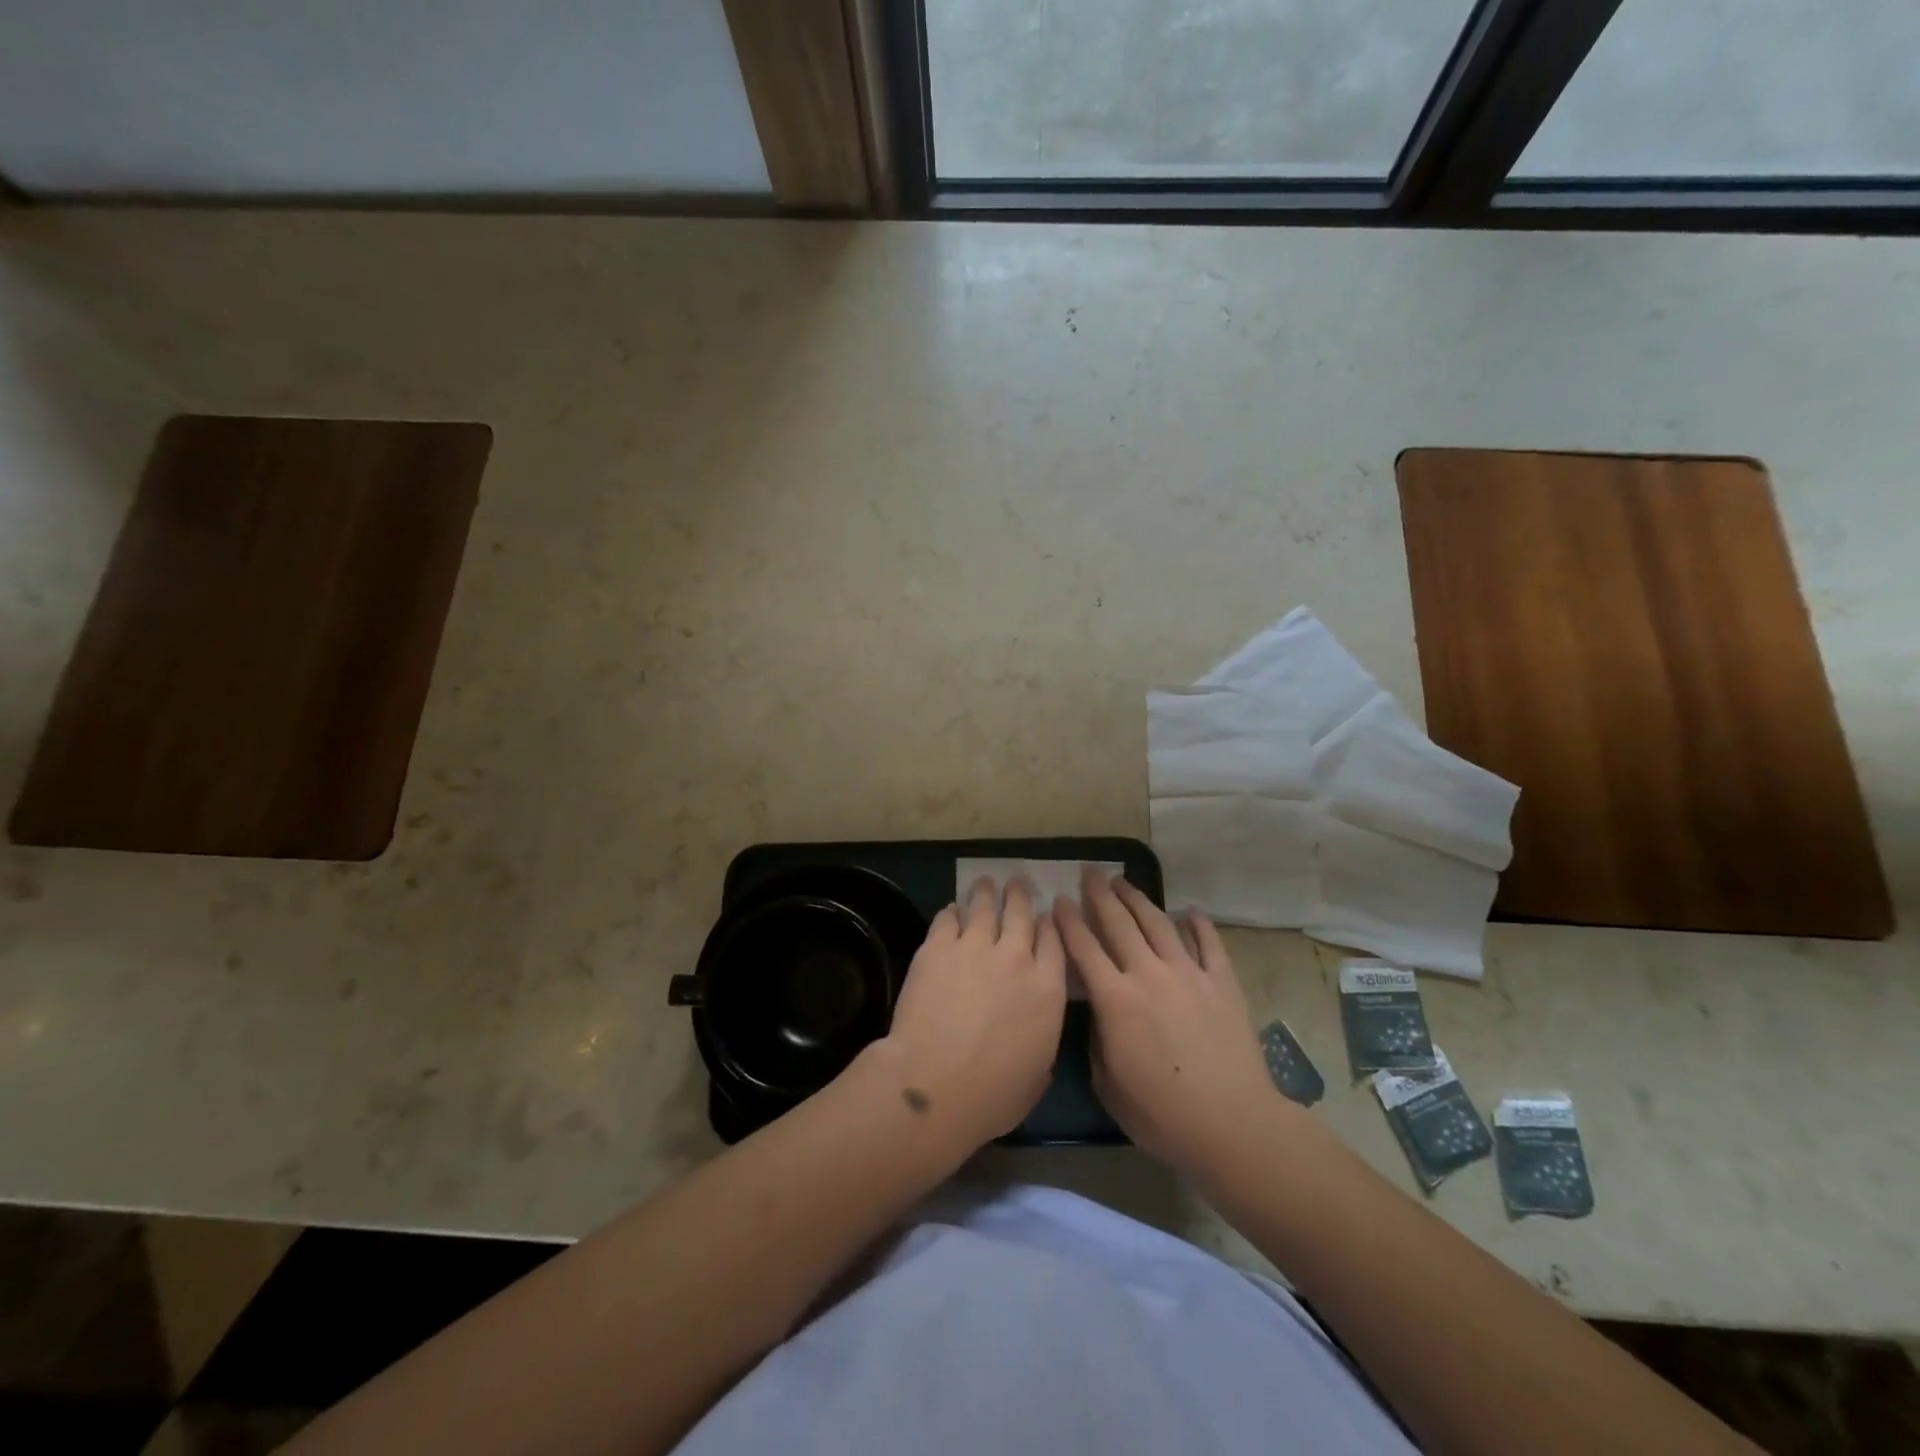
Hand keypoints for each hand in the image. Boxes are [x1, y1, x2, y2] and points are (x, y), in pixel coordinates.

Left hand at [869, 876, 1067, 1148]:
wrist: (935, 1084)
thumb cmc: (992, 1095)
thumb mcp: (1037, 1076)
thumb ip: (1042, 1041)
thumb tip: (1035, 1031)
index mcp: (1047, 989)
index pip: (1055, 941)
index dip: (1050, 924)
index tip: (1046, 915)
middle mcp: (1016, 958)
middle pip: (1022, 913)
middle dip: (1021, 894)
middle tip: (1017, 883)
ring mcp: (975, 947)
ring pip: (985, 906)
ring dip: (987, 892)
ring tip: (986, 882)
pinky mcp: (937, 947)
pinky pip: (947, 918)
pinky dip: (952, 912)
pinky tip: (951, 910)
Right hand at [1054, 869, 1283, 1171]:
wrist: (1231, 1124)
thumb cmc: (1161, 1114)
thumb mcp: (1108, 1084)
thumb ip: (1098, 1040)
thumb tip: (1100, 1014)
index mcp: (1115, 999)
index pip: (1084, 948)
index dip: (1069, 922)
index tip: (1059, 900)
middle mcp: (1148, 974)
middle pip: (1119, 923)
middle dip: (1100, 895)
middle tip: (1090, 872)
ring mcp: (1189, 974)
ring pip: (1158, 924)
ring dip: (1138, 899)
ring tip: (1124, 881)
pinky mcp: (1222, 982)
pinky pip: (1209, 944)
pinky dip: (1199, 925)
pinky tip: (1191, 912)